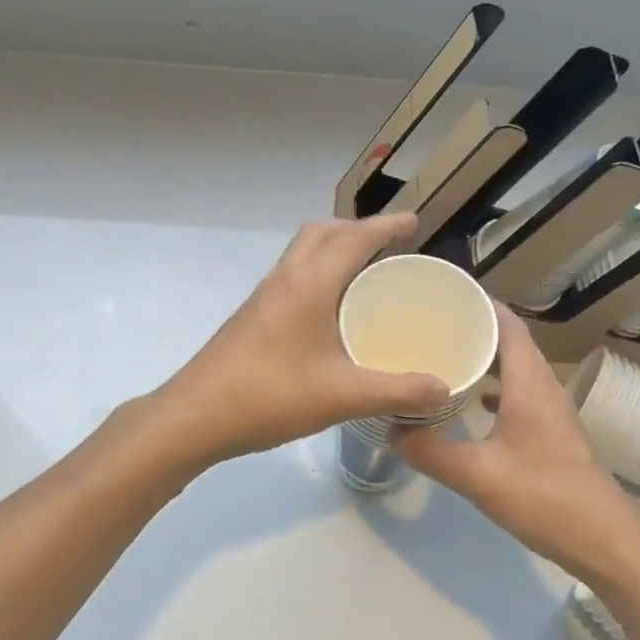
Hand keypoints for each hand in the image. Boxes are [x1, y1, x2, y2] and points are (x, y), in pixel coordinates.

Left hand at [156, 213, 450, 465]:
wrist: (194, 417)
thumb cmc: (270, 396)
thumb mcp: (343, 396)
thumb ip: (398, 392)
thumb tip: (445, 389)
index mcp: (309, 283)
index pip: (354, 238)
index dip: (386, 226)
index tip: (414, 222)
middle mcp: (285, 279)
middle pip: (321, 232)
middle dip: (356, 229)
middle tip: (388, 245)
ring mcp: (264, 297)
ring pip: (302, 253)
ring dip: (333, 249)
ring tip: (365, 273)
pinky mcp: (252, 316)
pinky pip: (292, 276)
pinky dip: (318, 274)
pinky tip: (331, 313)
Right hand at [395, 308, 639, 581]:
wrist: (605, 541)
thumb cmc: (545, 498)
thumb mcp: (479, 476)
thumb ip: (432, 452)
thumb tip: (391, 430)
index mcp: (529, 383)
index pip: (508, 324)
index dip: (480, 303)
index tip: (443, 296)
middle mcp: (543, 387)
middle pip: (510, 342)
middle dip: (475, 328)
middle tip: (431, 326)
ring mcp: (551, 410)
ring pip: (516, 368)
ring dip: (485, 358)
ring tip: (444, 357)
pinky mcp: (552, 432)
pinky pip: (519, 393)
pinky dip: (494, 387)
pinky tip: (469, 404)